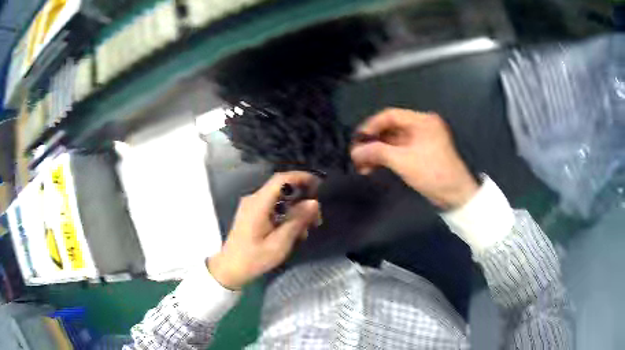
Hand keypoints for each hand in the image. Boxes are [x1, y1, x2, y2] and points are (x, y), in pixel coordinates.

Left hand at [208, 172, 320, 289]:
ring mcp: (252, 206)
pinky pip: (273, 207)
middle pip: (282, 189)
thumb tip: (313, 202)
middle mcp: (254, 200)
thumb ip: (296, 221)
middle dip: (302, 199)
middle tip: (316, 219)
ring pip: (280, 199)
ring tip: (307, 230)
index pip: (281, 179)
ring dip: (296, 210)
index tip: (318, 185)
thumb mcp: (279, 244)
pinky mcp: (252, 213)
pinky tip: (294, 232)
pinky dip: (286, 215)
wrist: (230, 269)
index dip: (301, 177)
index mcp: (258, 204)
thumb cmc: (253, 259)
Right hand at [351, 108, 477, 208]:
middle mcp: (422, 126)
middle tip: (357, 154)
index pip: (390, 115)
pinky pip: (399, 150)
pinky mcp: (421, 153)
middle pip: (390, 128)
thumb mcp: (403, 161)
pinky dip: (386, 158)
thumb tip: (353, 152)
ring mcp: (422, 140)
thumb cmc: (432, 173)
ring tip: (362, 165)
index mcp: (422, 120)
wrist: (455, 194)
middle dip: (372, 142)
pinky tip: (373, 167)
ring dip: (377, 152)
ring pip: (393, 141)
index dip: (371, 125)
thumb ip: (376, 152)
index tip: (357, 139)